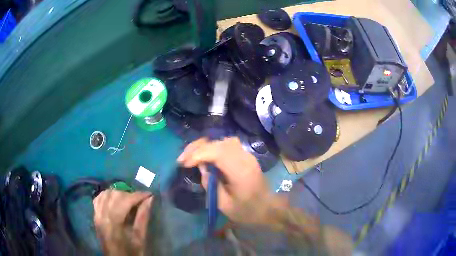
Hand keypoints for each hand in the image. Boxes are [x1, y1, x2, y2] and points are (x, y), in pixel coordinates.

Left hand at [93, 190, 152, 255]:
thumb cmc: (131, 253)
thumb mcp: (140, 239)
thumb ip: (143, 218)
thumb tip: (149, 200)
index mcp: (114, 222)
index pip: (125, 201)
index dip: (138, 195)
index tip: (149, 195)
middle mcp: (102, 215)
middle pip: (114, 195)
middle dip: (129, 194)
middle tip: (140, 200)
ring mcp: (97, 215)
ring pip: (105, 194)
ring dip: (118, 193)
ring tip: (128, 200)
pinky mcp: (95, 216)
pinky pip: (98, 199)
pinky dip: (106, 196)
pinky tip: (114, 200)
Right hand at [177, 137, 285, 223]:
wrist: (268, 208)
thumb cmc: (247, 211)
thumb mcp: (224, 205)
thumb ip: (211, 185)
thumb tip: (202, 168)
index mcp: (241, 172)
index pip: (218, 153)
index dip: (198, 154)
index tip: (184, 164)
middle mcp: (245, 158)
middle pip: (219, 143)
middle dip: (197, 148)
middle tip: (183, 159)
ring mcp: (247, 155)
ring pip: (222, 141)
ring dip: (205, 146)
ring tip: (191, 156)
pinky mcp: (246, 156)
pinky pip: (227, 145)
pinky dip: (213, 147)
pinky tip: (205, 156)